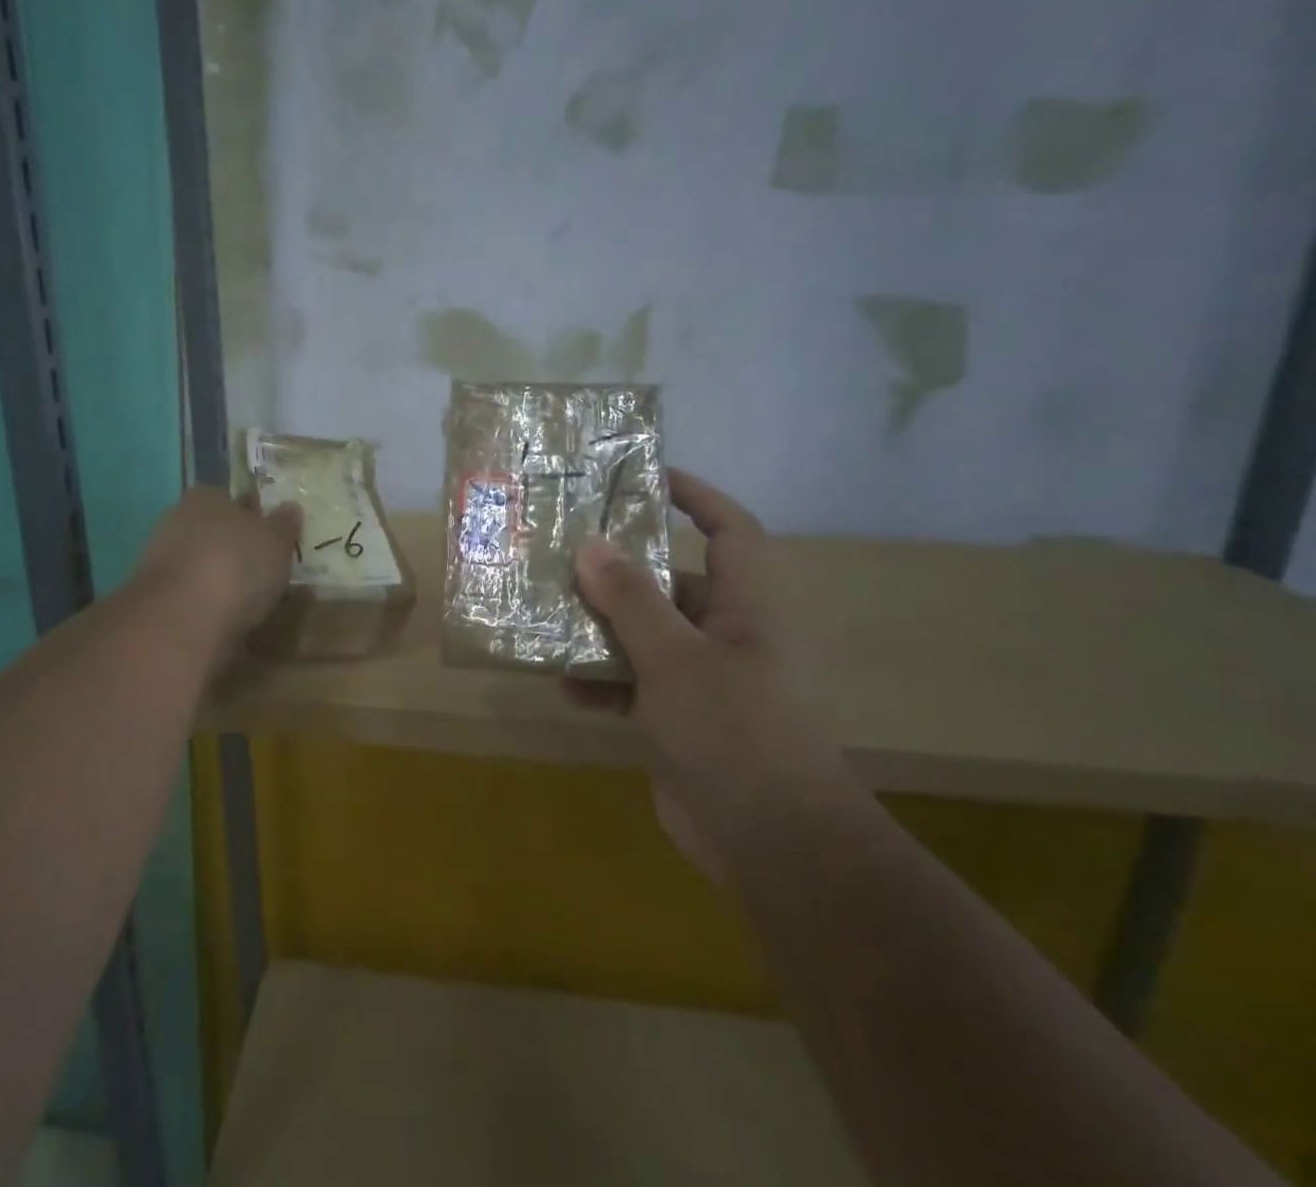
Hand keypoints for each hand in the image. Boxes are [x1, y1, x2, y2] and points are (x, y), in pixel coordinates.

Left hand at [135, 486, 302, 647]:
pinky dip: (209, 603)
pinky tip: (229, 618)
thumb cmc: (236, 565)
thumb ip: (284, 523)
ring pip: (201, 563)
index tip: (270, 535)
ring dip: (221, 577)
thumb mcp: (276, 540)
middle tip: (265, 568)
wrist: (182, 620)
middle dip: (234, 546)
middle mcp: (177, 521)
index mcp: (205, 497)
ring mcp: (161, 560)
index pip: (228, 498)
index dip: (251, 514)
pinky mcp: (157, 598)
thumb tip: (290, 507)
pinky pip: (192, 594)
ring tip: (253, 599)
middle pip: (213, 531)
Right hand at [573, 469, 843, 874]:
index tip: (643, 476)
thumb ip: (630, 599)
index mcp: (746, 605)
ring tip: (549, 616)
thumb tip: (591, 543)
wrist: (774, 846)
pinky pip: (636, 683)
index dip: (694, 495)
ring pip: (647, 634)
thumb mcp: (674, 657)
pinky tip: (566, 687)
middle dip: (621, 569)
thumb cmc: (735, 731)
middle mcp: (728, 633)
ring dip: (602, 629)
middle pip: (672, 580)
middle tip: (566, 552)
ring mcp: (706, 678)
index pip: (729, 528)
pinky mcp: (683, 718)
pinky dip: (604, 682)